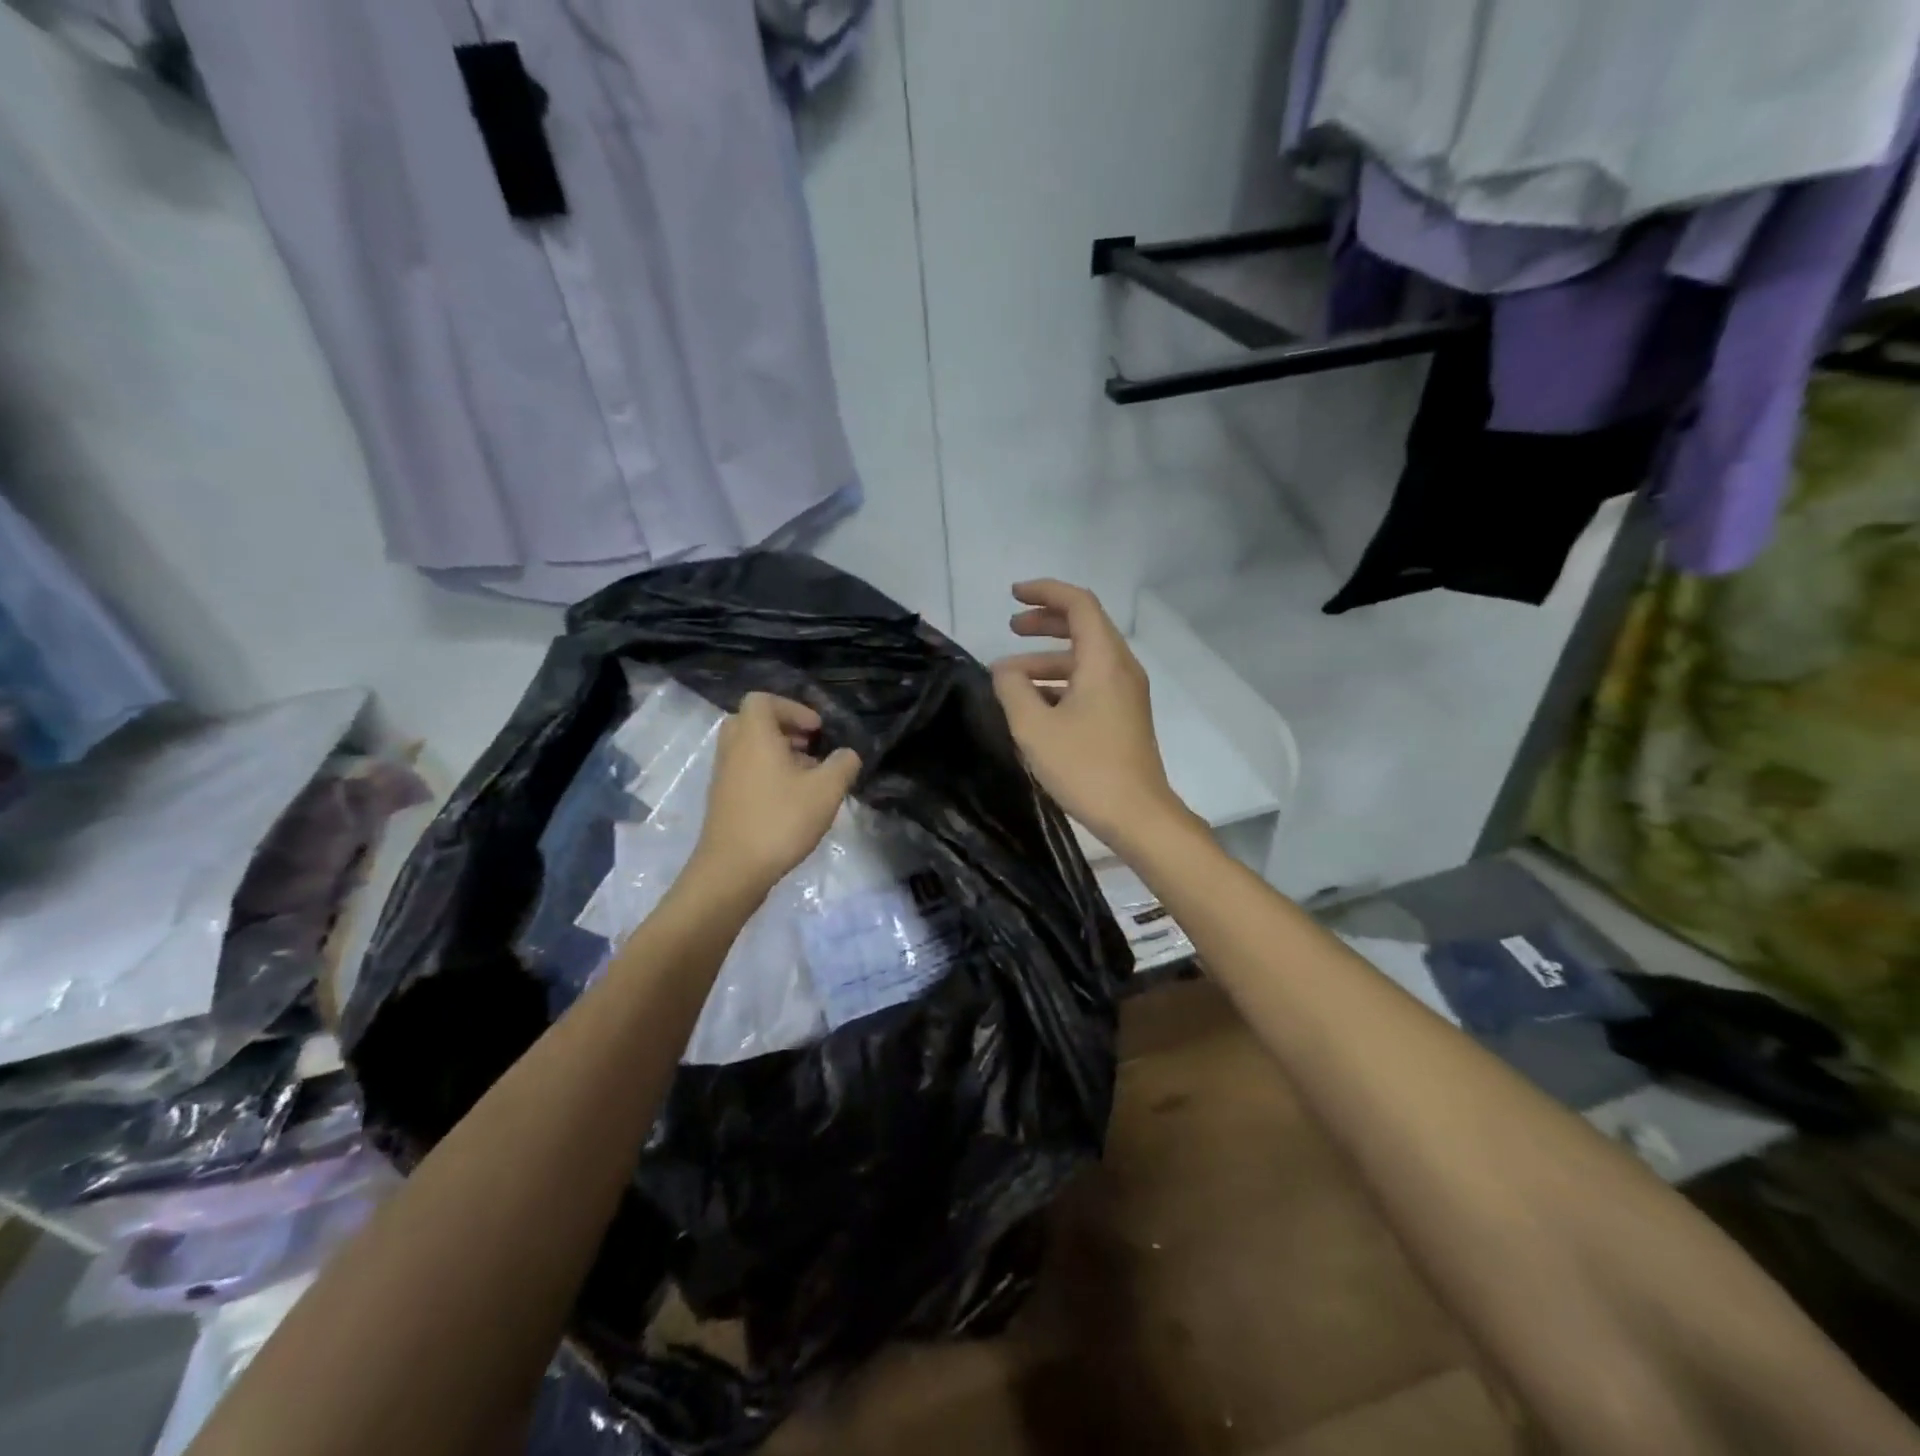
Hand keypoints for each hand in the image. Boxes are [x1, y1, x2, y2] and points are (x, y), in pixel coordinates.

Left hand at [691, 693, 861, 897]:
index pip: (763, 700)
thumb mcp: (826, 790)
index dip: (793, 708)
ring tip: (806, 778)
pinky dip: (766, 773)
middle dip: (784, 730)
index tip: (816, 731)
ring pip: (749, 748)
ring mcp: (723, 775)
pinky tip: (790, 801)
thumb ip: (843, 765)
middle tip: (809, 748)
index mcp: (754, 736)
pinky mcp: (722, 799)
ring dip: (777, 754)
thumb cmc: (780, 820)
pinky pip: (744, 770)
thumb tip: (847, 755)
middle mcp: (732, 748)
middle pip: (753, 722)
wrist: (732, 870)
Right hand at [990, 580, 1188, 848]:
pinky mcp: (1124, 715)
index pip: (1079, 604)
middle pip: (1084, 626)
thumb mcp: (1034, 727)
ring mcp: (1126, 693)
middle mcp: (1121, 668)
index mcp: (1104, 660)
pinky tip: (1034, 704)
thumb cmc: (1084, 766)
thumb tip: (1004, 670)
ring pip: (1085, 658)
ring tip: (1010, 676)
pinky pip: (1091, 682)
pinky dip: (1061, 681)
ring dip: (1048, 658)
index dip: (1045, 592)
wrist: (1137, 814)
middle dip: (1046, 622)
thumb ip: (1012, 689)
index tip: (1013, 596)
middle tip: (1011, 627)